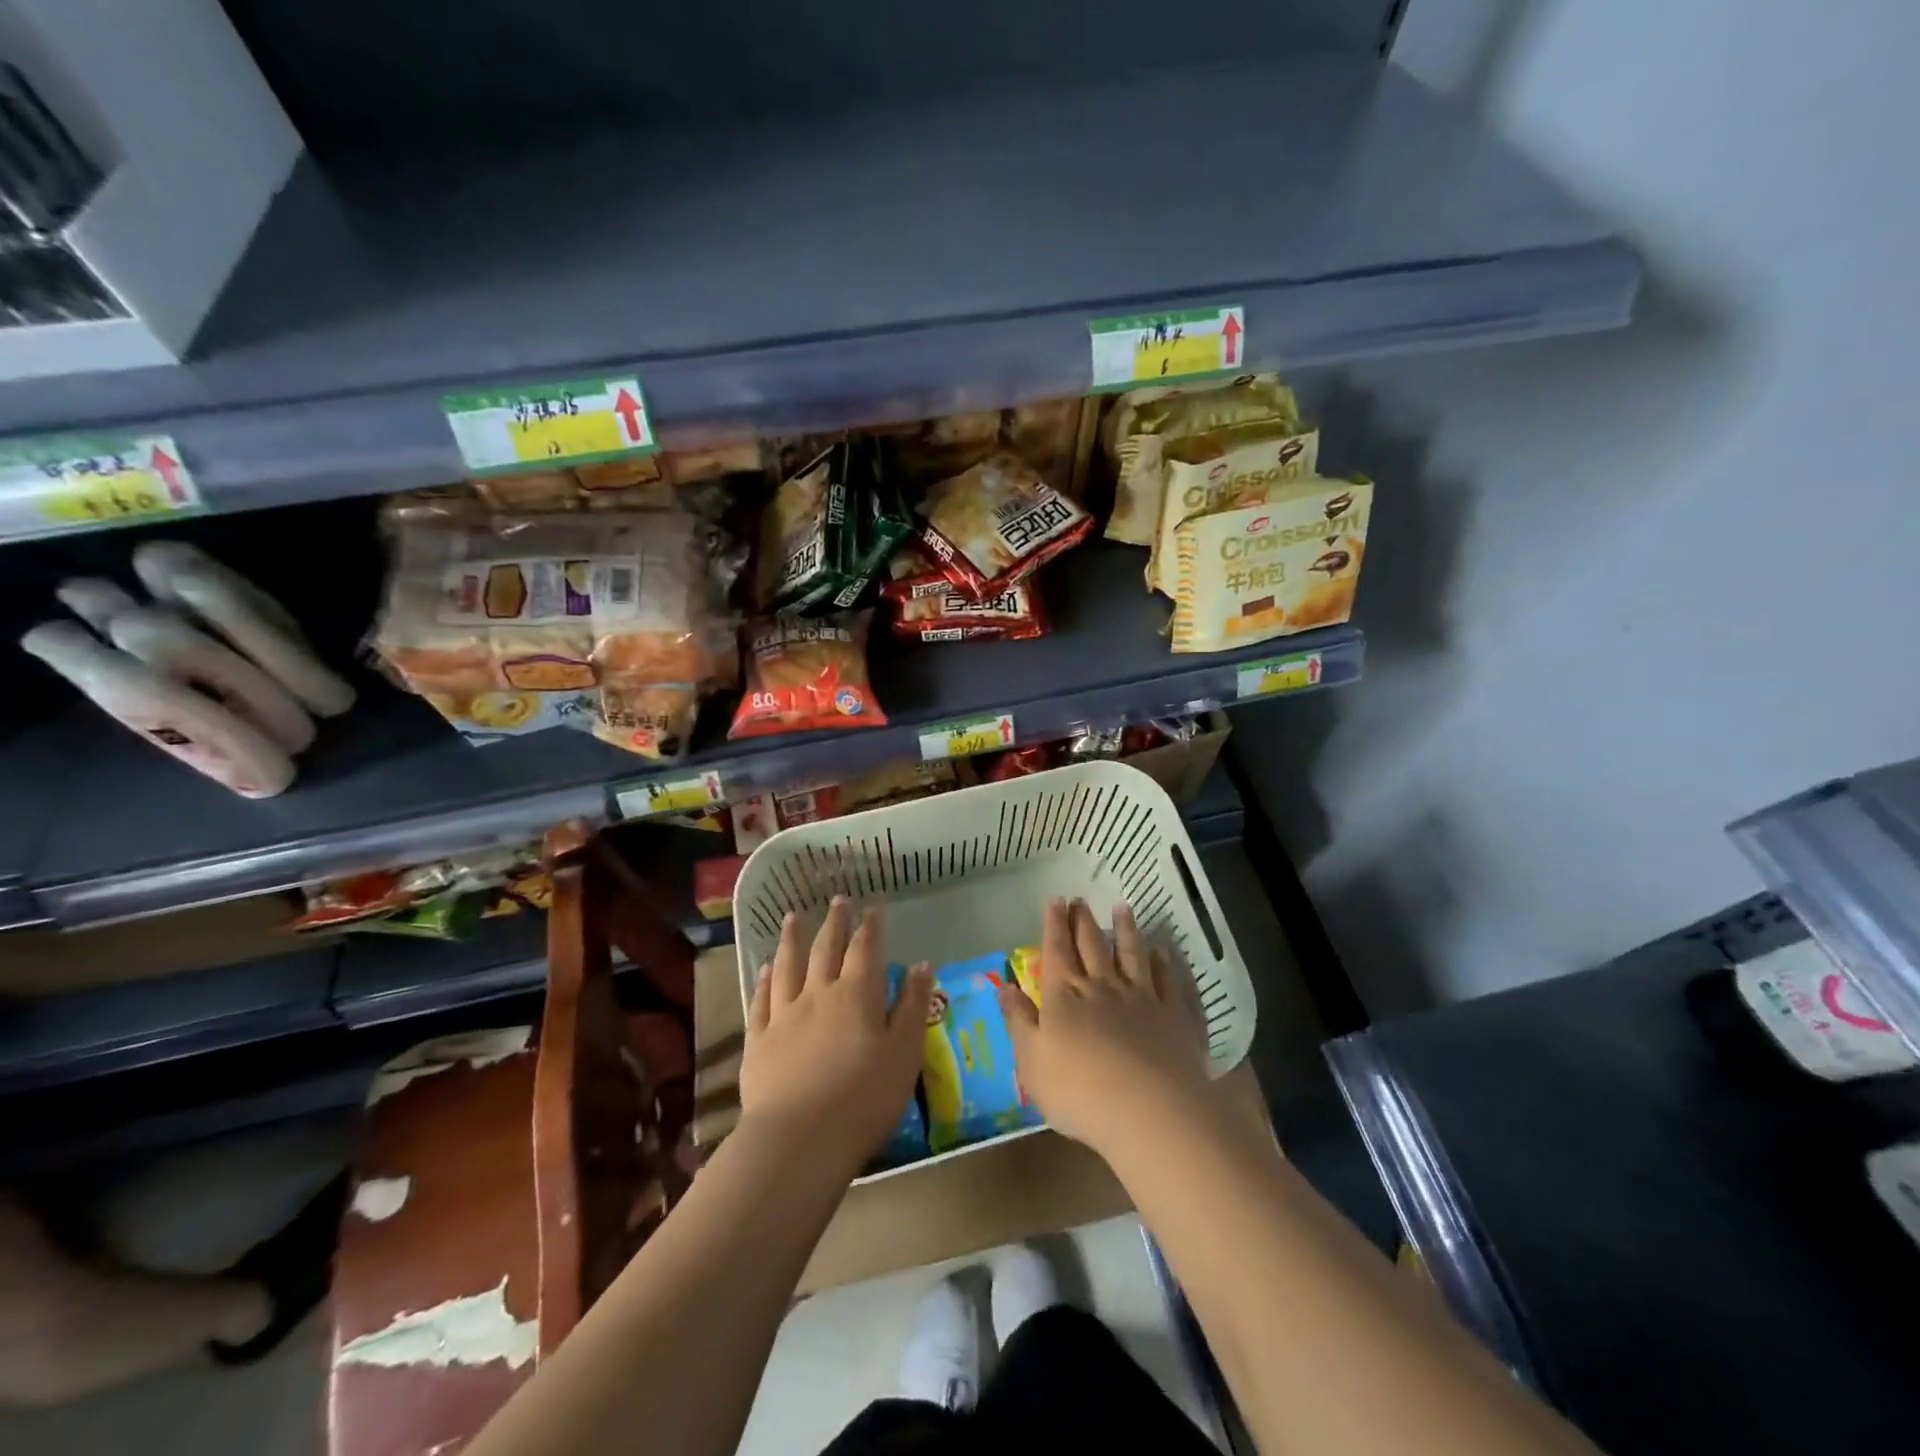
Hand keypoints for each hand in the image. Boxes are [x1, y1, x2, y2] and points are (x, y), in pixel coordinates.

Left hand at [741, 897, 932, 1174]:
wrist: (799, 1139)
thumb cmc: (864, 1098)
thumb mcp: (904, 1054)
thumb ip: (913, 1007)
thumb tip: (921, 965)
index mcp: (857, 994)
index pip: (865, 949)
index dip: (870, 926)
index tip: (873, 907)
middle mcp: (818, 993)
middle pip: (825, 948)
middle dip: (834, 922)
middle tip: (838, 900)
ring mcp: (784, 1015)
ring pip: (788, 966)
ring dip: (792, 939)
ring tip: (793, 918)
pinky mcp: (759, 1040)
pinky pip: (761, 1000)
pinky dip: (764, 979)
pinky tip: (765, 968)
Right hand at [997, 898, 1218, 1161]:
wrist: (1150, 1111)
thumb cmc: (1079, 1092)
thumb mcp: (1031, 1061)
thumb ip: (1018, 1021)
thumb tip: (1004, 986)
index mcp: (1065, 995)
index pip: (1057, 950)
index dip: (1054, 924)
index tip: (1056, 900)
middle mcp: (1102, 987)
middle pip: (1092, 945)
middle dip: (1083, 921)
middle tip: (1080, 900)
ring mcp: (1142, 998)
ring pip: (1132, 954)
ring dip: (1125, 929)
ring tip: (1122, 908)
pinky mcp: (1174, 1016)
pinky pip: (1168, 981)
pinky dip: (1165, 963)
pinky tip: (1162, 952)